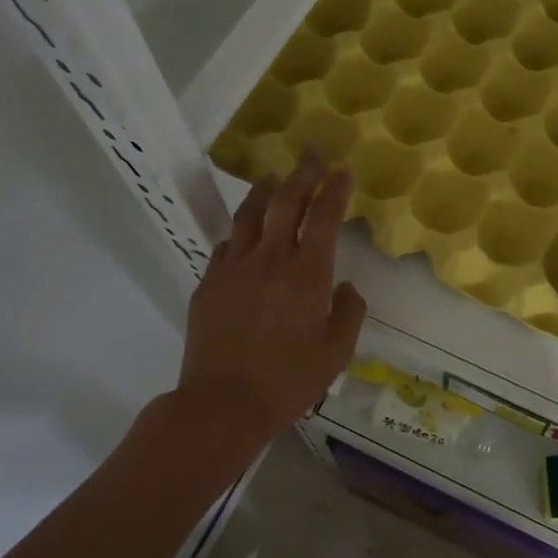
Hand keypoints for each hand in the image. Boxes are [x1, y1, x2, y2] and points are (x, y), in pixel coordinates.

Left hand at [177, 156, 367, 436]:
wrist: (223, 404)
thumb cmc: (288, 383)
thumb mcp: (337, 353)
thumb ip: (348, 313)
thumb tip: (345, 288)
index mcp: (307, 274)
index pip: (323, 216)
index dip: (335, 189)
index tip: (343, 171)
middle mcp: (269, 259)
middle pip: (285, 202)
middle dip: (303, 173)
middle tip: (313, 153)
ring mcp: (233, 268)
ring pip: (249, 215)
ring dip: (265, 191)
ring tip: (273, 177)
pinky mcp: (208, 283)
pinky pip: (226, 244)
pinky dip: (241, 231)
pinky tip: (244, 233)